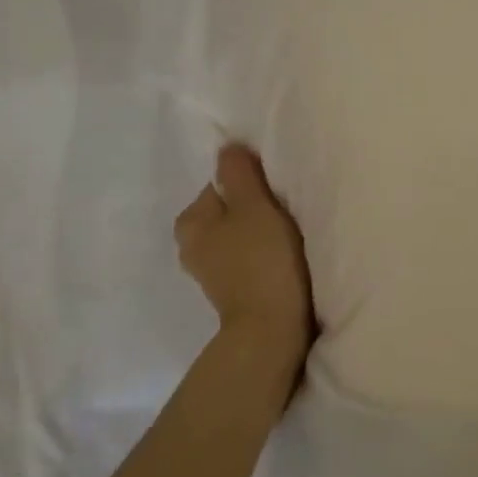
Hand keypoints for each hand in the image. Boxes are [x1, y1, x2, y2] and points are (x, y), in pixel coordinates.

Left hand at [174, 145, 314, 348]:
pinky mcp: (232, 291)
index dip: (251, 184)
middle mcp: (191, 245)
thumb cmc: (262, 260)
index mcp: (190, 221)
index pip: (221, 184)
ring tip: (288, 238)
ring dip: (261, 232)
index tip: (276, 194)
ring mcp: (211, 272)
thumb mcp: (253, 206)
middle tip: (285, 214)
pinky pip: (248, 258)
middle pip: (230, 210)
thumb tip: (228, 147)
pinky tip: (283, 261)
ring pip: (240, 234)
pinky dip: (263, 256)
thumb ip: (239, 173)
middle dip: (254, 208)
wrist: (271, 329)